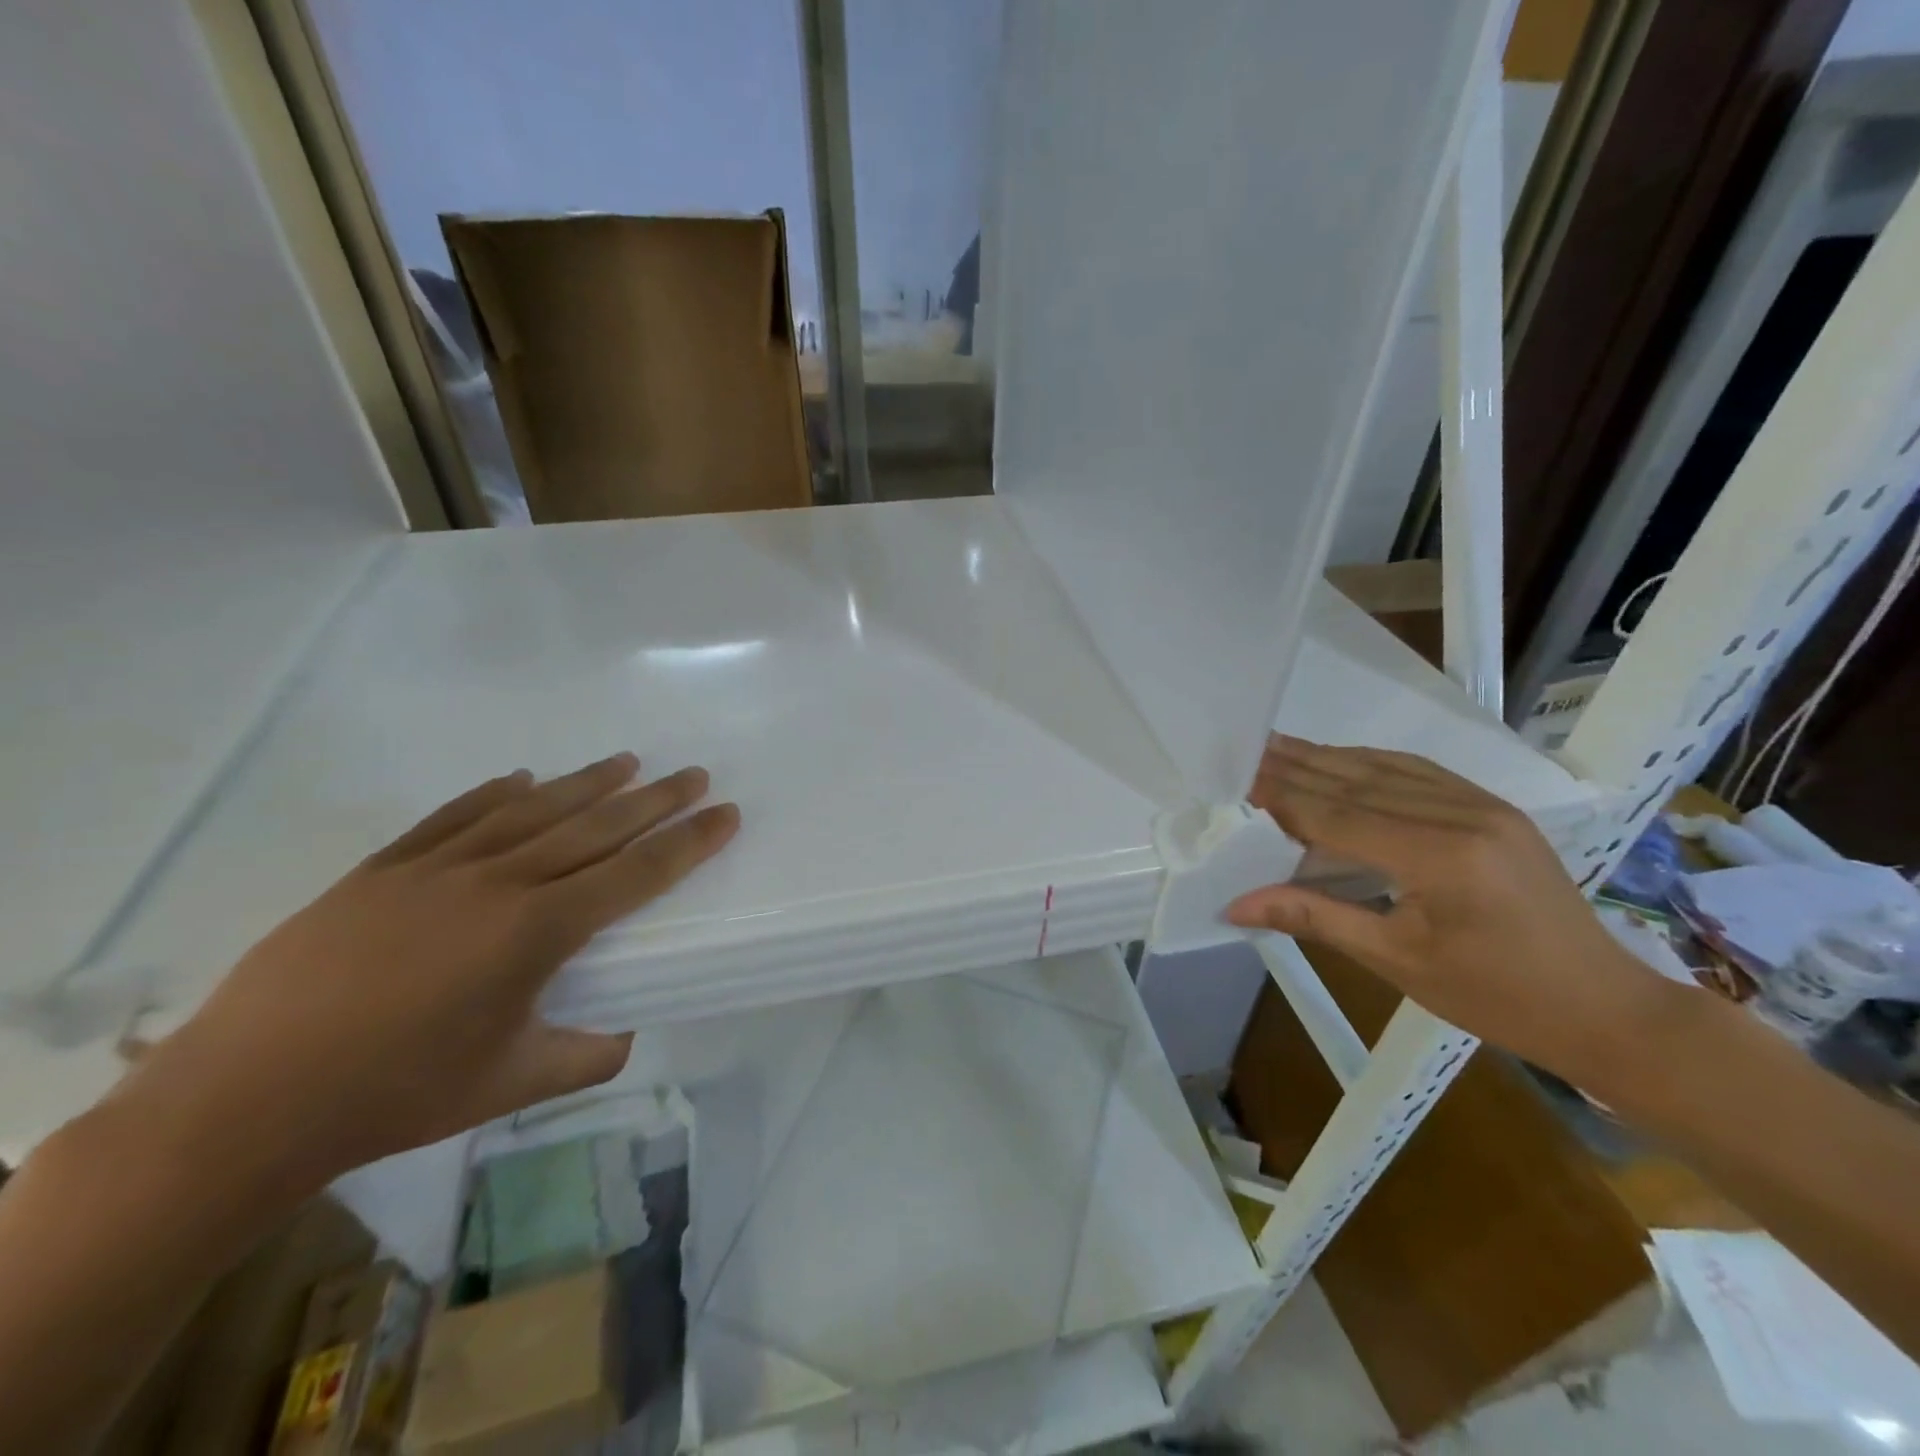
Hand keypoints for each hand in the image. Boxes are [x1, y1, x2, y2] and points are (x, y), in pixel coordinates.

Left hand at [122, 754, 738, 1201]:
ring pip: (530, 809)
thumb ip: (586, 1056)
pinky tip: (520, 778)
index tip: (726, 812)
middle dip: (654, 799)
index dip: (688, 842)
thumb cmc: (392, 1094)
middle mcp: (498, 882)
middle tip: (694, 773)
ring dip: (585, 783)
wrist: (242, 1100)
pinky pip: (454, 816)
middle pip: (594, 827)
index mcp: (537, 931)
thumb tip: (626, 1035)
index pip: (636, 874)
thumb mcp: (510, 1084)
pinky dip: (494, 793)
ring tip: (628, 761)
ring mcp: (437, 868)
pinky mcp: (384, 870)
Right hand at [1228, 737, 1659, 1080]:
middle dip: (1295, 767)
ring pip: (1386, 769)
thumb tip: (1236, 905)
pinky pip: (1417, 773)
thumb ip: (1314, 917)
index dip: (1281, 797)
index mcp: (1441, 857)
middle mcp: (1463, 815)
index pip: (1339, 815)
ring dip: (1326, 758)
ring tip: (1275, 746)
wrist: (1605, 1008)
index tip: (1235, 781)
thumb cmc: (1497, 997)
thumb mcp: (1397, 962)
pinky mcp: (1494, 808)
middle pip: (1358, 782)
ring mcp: (1484, 805)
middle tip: (1243, 752)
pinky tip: (1337, 761)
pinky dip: (1367, 764)